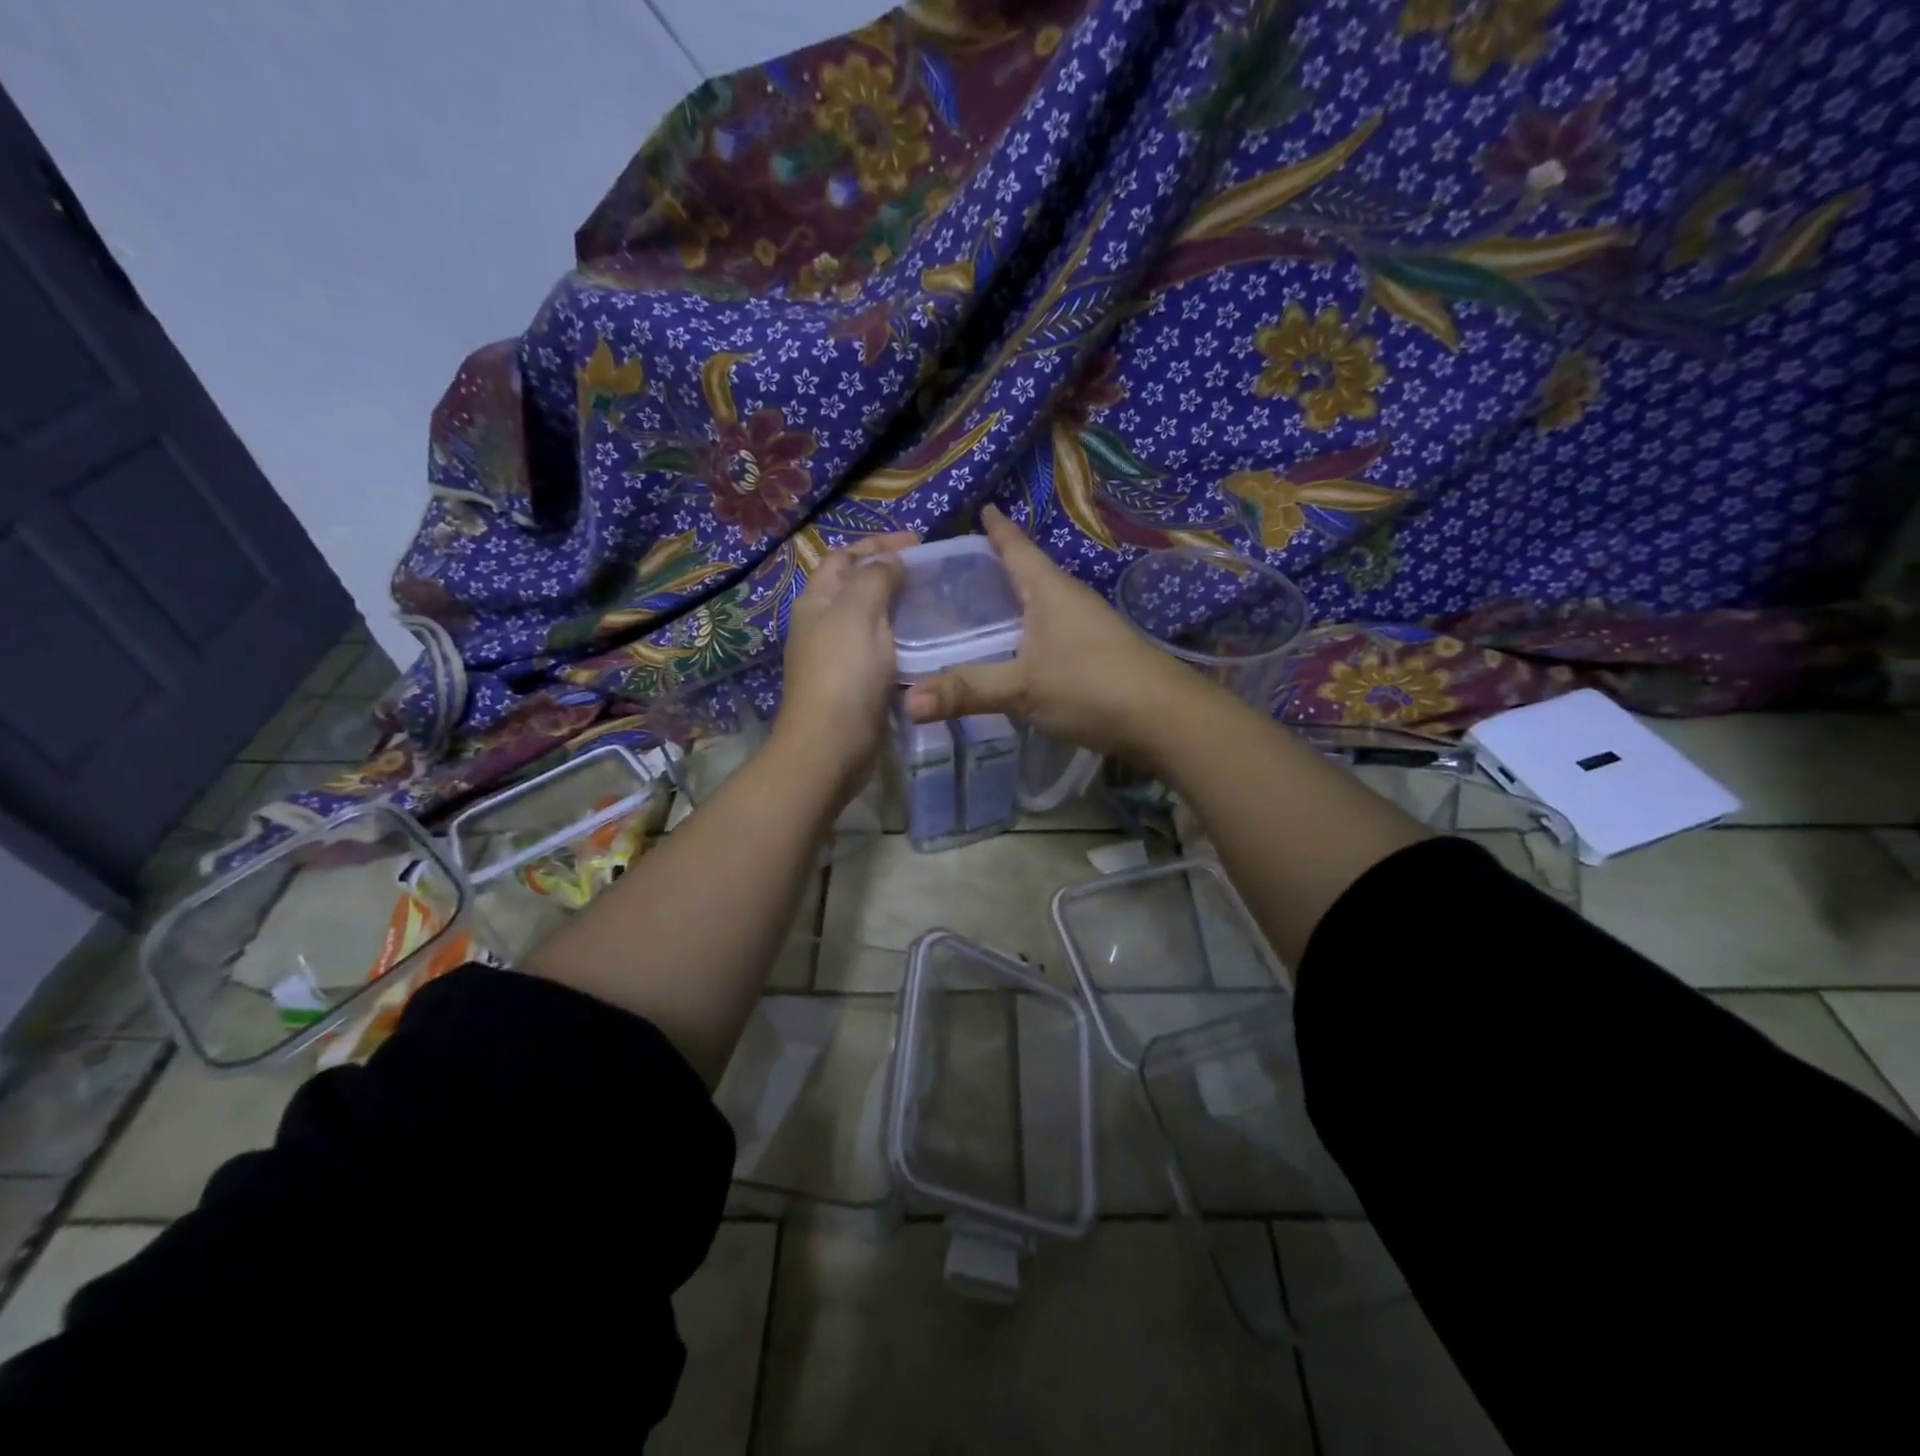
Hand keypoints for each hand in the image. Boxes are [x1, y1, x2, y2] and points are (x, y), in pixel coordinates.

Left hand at [773, 532, 916, 796]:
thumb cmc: (844, 674)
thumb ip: (875, 579)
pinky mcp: (857, 685)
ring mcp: (840, 657)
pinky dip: (903, 641)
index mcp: (818, 601)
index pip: (844, 557)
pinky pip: (882, 651)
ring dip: (900, 609)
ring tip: (936, 604)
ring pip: (872, 621)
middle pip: (857, 587)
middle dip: (891, 574)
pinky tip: (928, 644)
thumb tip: (889, 559)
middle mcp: (824, 625)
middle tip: (932, 574)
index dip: (877, 543)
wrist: (830, 746)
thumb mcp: (858, 613)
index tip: (918, 543)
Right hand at [902, 506, 1191, 761]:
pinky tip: (1017, 649)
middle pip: (1030, 573)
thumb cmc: (1092, 686)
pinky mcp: (1098, 654)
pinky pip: (1052, 631)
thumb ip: (966, 690)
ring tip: (982, 606)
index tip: (982, 508)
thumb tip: (907, 702)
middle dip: (999, 566)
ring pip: (1043, 604)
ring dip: (1016, 601)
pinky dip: (1029, 631)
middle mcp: (1070, 600)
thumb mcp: (1022, 688)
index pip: (1017, 548)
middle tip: (960, 568)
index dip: (998, 530)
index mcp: (1050, 590)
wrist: (1167, 719)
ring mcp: (1089, 627)